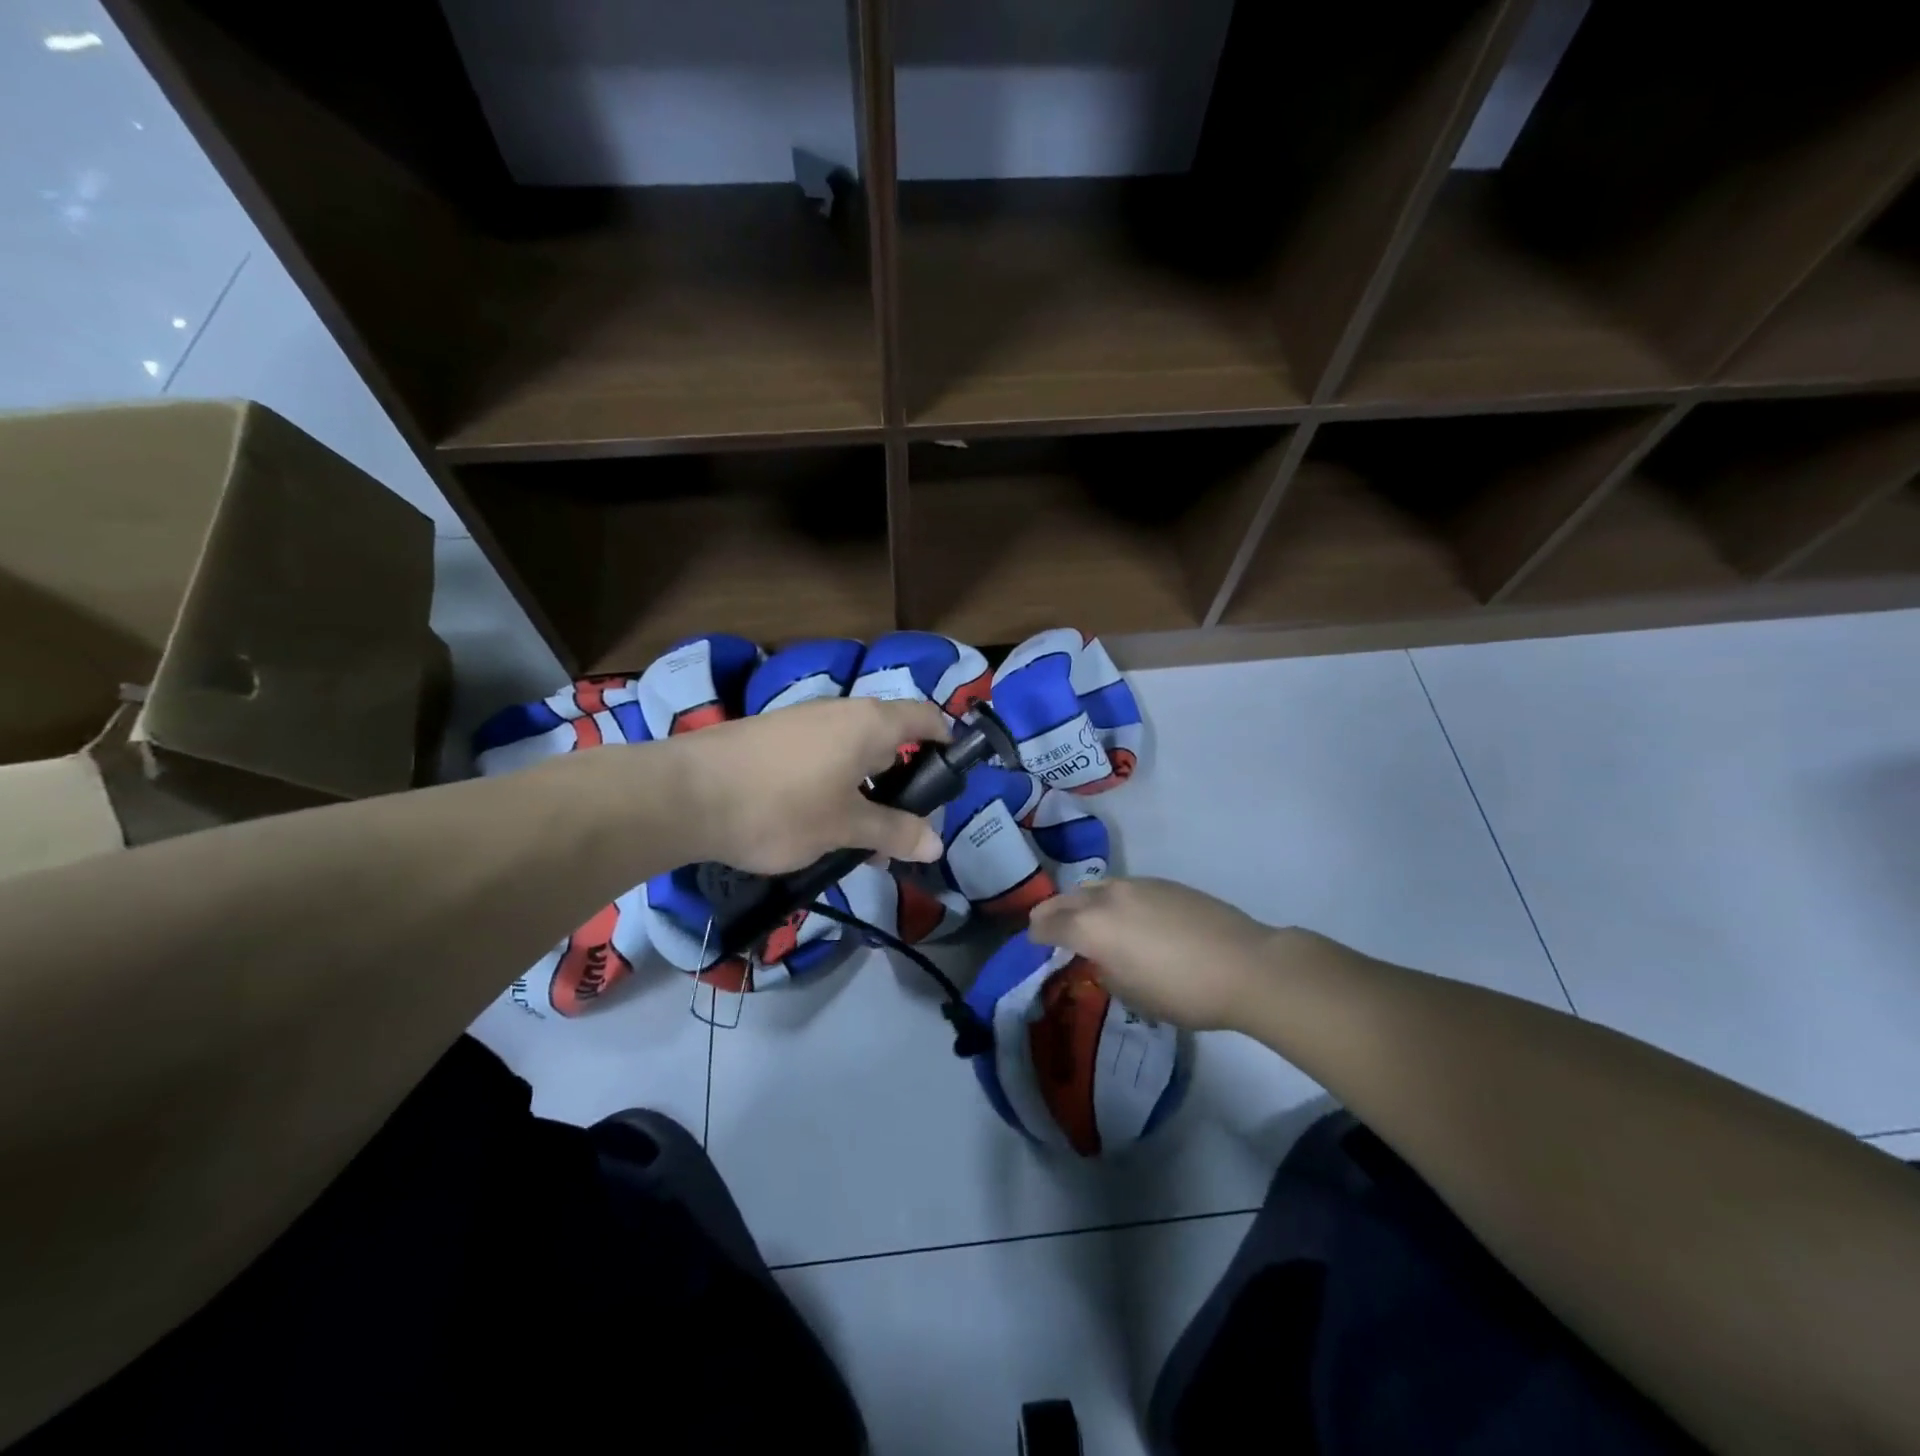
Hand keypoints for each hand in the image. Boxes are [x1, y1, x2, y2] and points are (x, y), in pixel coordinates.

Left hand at [669, 696, 950, 873]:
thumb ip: (894, 832)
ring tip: (861, 835)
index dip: (948, 741)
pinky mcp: (773, 736)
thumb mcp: (844, 827)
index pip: (927, 717)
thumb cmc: (780, 808)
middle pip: (891, 736)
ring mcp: (803, 721)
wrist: (685, 795)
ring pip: (853, 750)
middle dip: (904, 779)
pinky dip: (834, 782)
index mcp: (870, 724)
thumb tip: (937, 844)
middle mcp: (841, 711)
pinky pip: (822, 754)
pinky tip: (818, 821)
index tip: (954, 775)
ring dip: (867, 787)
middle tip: (905, 825)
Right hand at [1028, 877, 1279, 1029]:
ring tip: (1084, 917)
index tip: (1031, 941)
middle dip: (1051, 912)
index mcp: (1092, 927)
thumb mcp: (1132, 994)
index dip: (1035, 934)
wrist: (1244, 965)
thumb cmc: (1182, 991)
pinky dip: (1111, 899)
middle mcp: (1107, 898)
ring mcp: (1137, 885)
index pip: (1049, 925)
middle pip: (1067, 899)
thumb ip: (1106, 971)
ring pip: (1095, 888)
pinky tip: (1125, 916)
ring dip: (1082, 901)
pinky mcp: (1163, 883)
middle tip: (1044, 924)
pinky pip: (1123, 888)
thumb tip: (1103, 958)